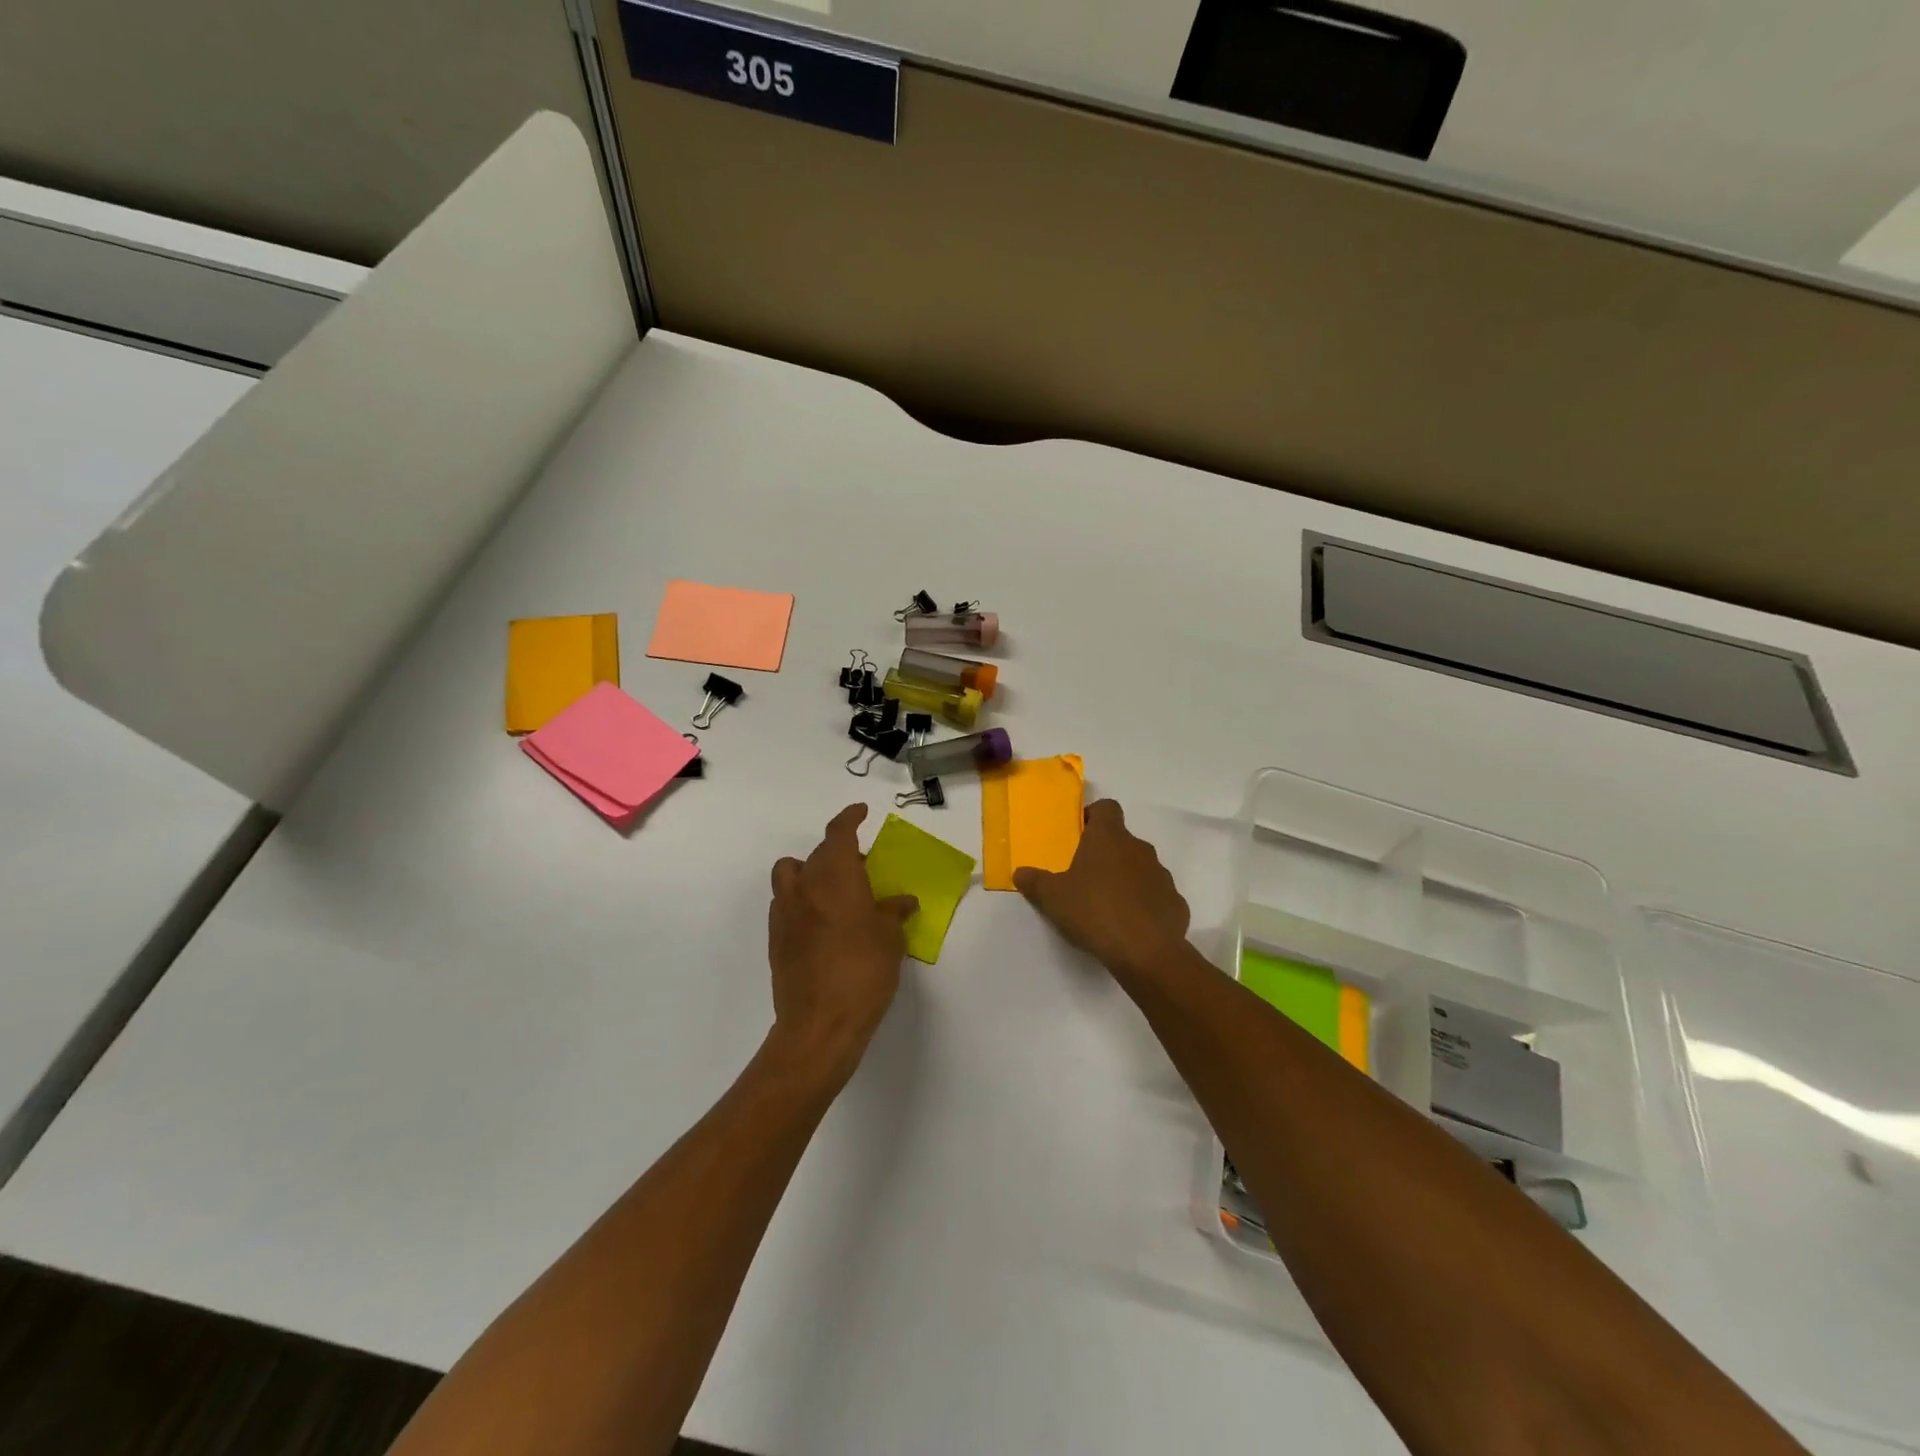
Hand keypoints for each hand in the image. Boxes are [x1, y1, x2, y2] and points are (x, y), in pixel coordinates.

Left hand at [767, 803, 916, 1079]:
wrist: (819, 1023)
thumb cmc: (863, 970)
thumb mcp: (890, 938)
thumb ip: (893, 912)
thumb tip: (902, 901)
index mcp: (834, 875)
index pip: (838, 832)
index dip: (850, 817)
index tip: (862, 812)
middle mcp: (804, 885)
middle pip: (817, 853)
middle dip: (839, 853)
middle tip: (864, 869)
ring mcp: (785, 912)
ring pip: (791, 874)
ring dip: (811, 872)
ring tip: (836, 893)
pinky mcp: (776, 939)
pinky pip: (787, 903)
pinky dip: (803, 901)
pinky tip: (823, 924)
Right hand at [1014, 799, 1191, 982]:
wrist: (1145, 951)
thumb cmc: (1093, 911)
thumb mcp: (1052, 898)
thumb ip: (1035, 882)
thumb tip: (1020, 872)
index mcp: (1109, 838)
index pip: (1107, 808)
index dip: (1094, 816)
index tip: (1080, 833)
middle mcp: (1139, 849)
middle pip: (1122, 841)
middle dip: (1106, 854)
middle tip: (1085, 877)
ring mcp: (1162, 876)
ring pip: (1141, 868)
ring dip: (1126, 879)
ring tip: (1107, 905)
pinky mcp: (1176, 903)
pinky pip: (1156, 897)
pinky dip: (1145, 905)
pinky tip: (1131, 926)